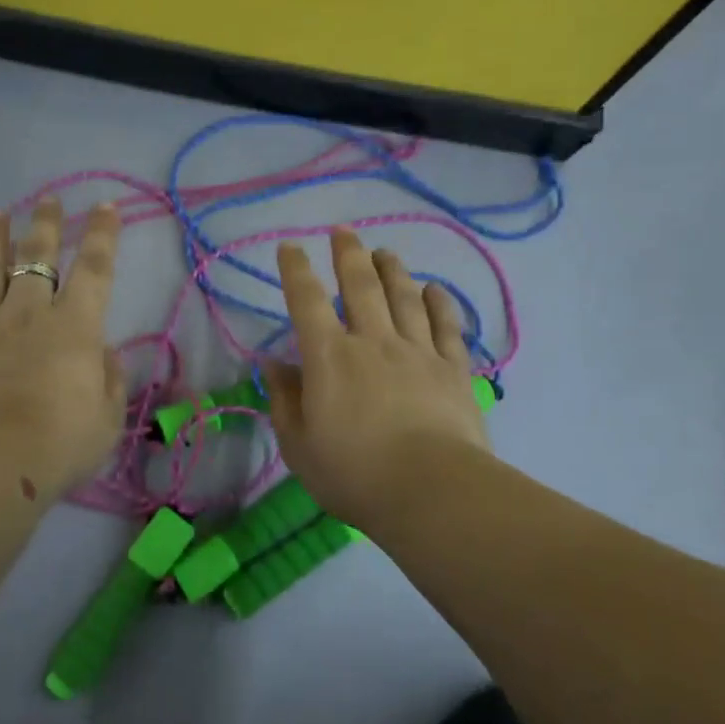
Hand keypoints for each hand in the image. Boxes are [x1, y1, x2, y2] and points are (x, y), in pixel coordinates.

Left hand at [0, 198, 125, 503]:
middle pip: (36, 256)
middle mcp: (28, 313)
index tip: (105, 207)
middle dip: (45, 224)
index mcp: (74, 327)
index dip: (102, 235)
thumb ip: (109, 379)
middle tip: (48, 200)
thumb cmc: (60, 442)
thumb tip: (103, 353)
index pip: (95, 269)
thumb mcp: (107, 417)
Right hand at [263, 229, 488, 527]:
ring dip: (393, 269)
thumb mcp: (299, 445)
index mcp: (329, 357)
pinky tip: (434, 288)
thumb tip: (272, 364)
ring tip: (385, 252)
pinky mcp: (452, 368)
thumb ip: (284, 400)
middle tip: (343, 232)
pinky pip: (446, 325)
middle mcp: (373, 341)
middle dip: (349, 254)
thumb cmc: (353, 473)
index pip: (307, 301)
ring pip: (404, 297)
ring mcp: (417, 351)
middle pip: (361, 285)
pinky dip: (439, 302)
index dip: (296, 270)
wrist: (431, 491)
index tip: (290, 247)